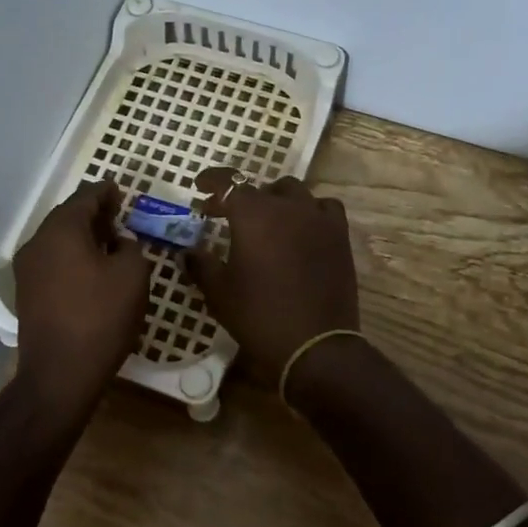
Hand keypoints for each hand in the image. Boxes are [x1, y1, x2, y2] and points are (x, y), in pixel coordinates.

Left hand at [13, 181, 149, 418]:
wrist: (60, 374)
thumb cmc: (101, 317)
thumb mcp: (133, 275)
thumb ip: (130, 247)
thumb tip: (119, 244)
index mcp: (61, 230)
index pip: (85, 197)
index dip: (106, 191)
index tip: (121, 191)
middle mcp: (37, 242)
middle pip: (67, 217)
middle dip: (94, 214)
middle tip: (119, 216)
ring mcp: (27, 270)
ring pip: (58, 241)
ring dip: (83, 237)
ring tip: (110, 244)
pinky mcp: (27, 294)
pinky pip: (53, 262)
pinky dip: (72, 257)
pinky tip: (92, 271)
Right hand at [187, 170, 360, 380]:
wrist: (314, 344)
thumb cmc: (258, 316)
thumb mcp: (219, 292)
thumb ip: (201, 264)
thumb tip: (188, 251)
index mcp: (252, 214)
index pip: (228, 182)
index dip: (212, 182)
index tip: (200, 188)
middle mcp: (287, 206)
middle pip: (260, 188)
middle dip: (240, 197)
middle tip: (227, 216)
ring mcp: (317, 218)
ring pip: (294, 192)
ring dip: (276, 200)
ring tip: (267, 219)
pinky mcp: (339, 235)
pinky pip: (324, 208)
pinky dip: (310, 210)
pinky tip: (303, 227)